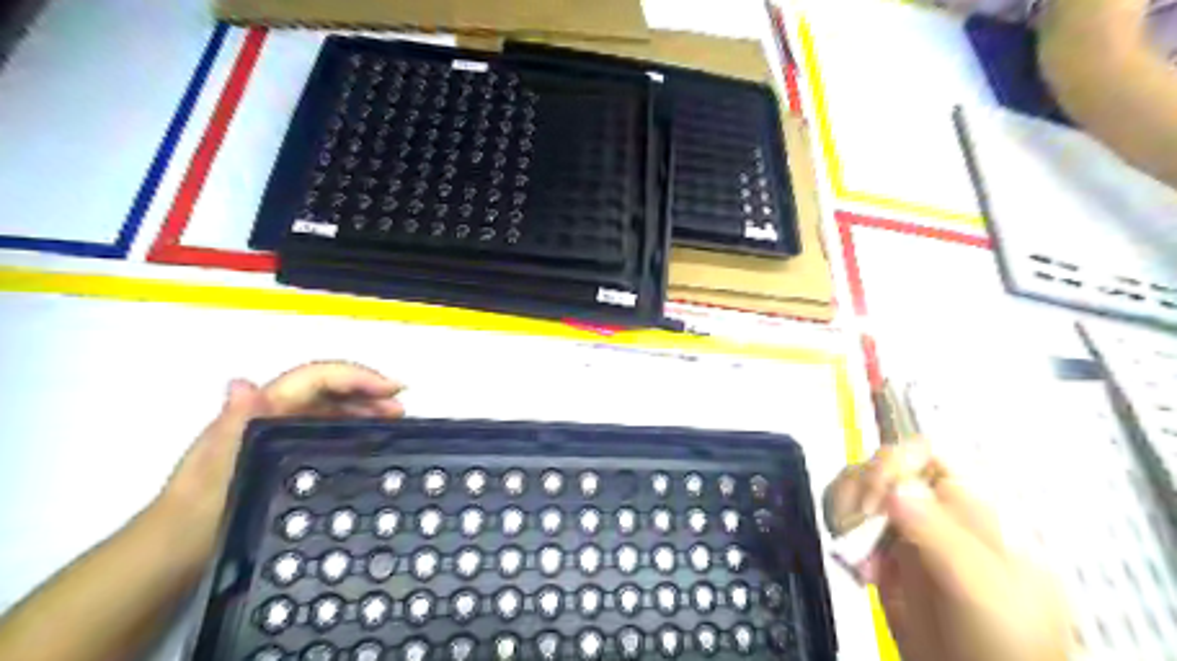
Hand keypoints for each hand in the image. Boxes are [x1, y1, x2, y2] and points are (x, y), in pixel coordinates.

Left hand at [154, 363, 407, 558]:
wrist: (178, 550)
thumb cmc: (199, 510)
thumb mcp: (215, 469)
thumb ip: (233, 425)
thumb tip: (242, 383)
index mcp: (262, 409)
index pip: (317, 377)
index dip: (356, 377)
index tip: (392, 390)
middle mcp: (274, 412)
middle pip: (329, 388)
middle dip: (368, 391)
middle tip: (402, 408)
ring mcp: (281, 431)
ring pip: (332, 406)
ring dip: (365, 407)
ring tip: (395, 420)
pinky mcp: (287, 451)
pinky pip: (328, 427)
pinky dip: (353, 427)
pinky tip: (369, 439)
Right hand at [826, 442, 1066, 660]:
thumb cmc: (1003, 639)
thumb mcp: (982, 588)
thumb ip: (942, 536)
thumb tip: (898, 489)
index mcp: (970, 506)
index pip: (925, 452)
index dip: (893, 463)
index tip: (875, 500)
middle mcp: (933, 508)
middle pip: (882, 465)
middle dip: (859, 489)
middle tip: (856, 523)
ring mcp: (904, 527)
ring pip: (858, 486)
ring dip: (842, 507)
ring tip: (848, 544)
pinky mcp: (878, 549)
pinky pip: (848, 518)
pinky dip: (838, 530)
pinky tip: (852, 562)